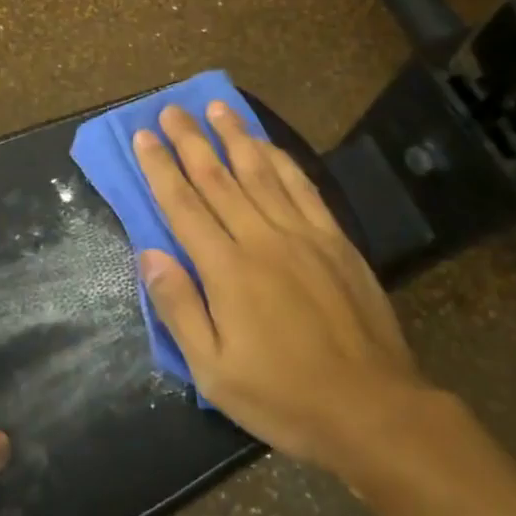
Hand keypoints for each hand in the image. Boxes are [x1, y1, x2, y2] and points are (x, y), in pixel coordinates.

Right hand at [134, 103, 432, 476]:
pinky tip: (267, 143)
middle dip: (190, 141)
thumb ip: (179, 308)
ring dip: (234, 136)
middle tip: (171, 109)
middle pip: (217, 178)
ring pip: (260, 171)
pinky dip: (281, 160)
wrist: (372, 409)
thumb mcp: (214, 371)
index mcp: (226, 269)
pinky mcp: (334, 239)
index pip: (183, 205)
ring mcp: (302, 234)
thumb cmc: (284, 397)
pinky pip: (302, 187)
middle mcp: (261, 238)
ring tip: (216, 107)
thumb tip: (149, 254)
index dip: (160, 168)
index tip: (143, 136)